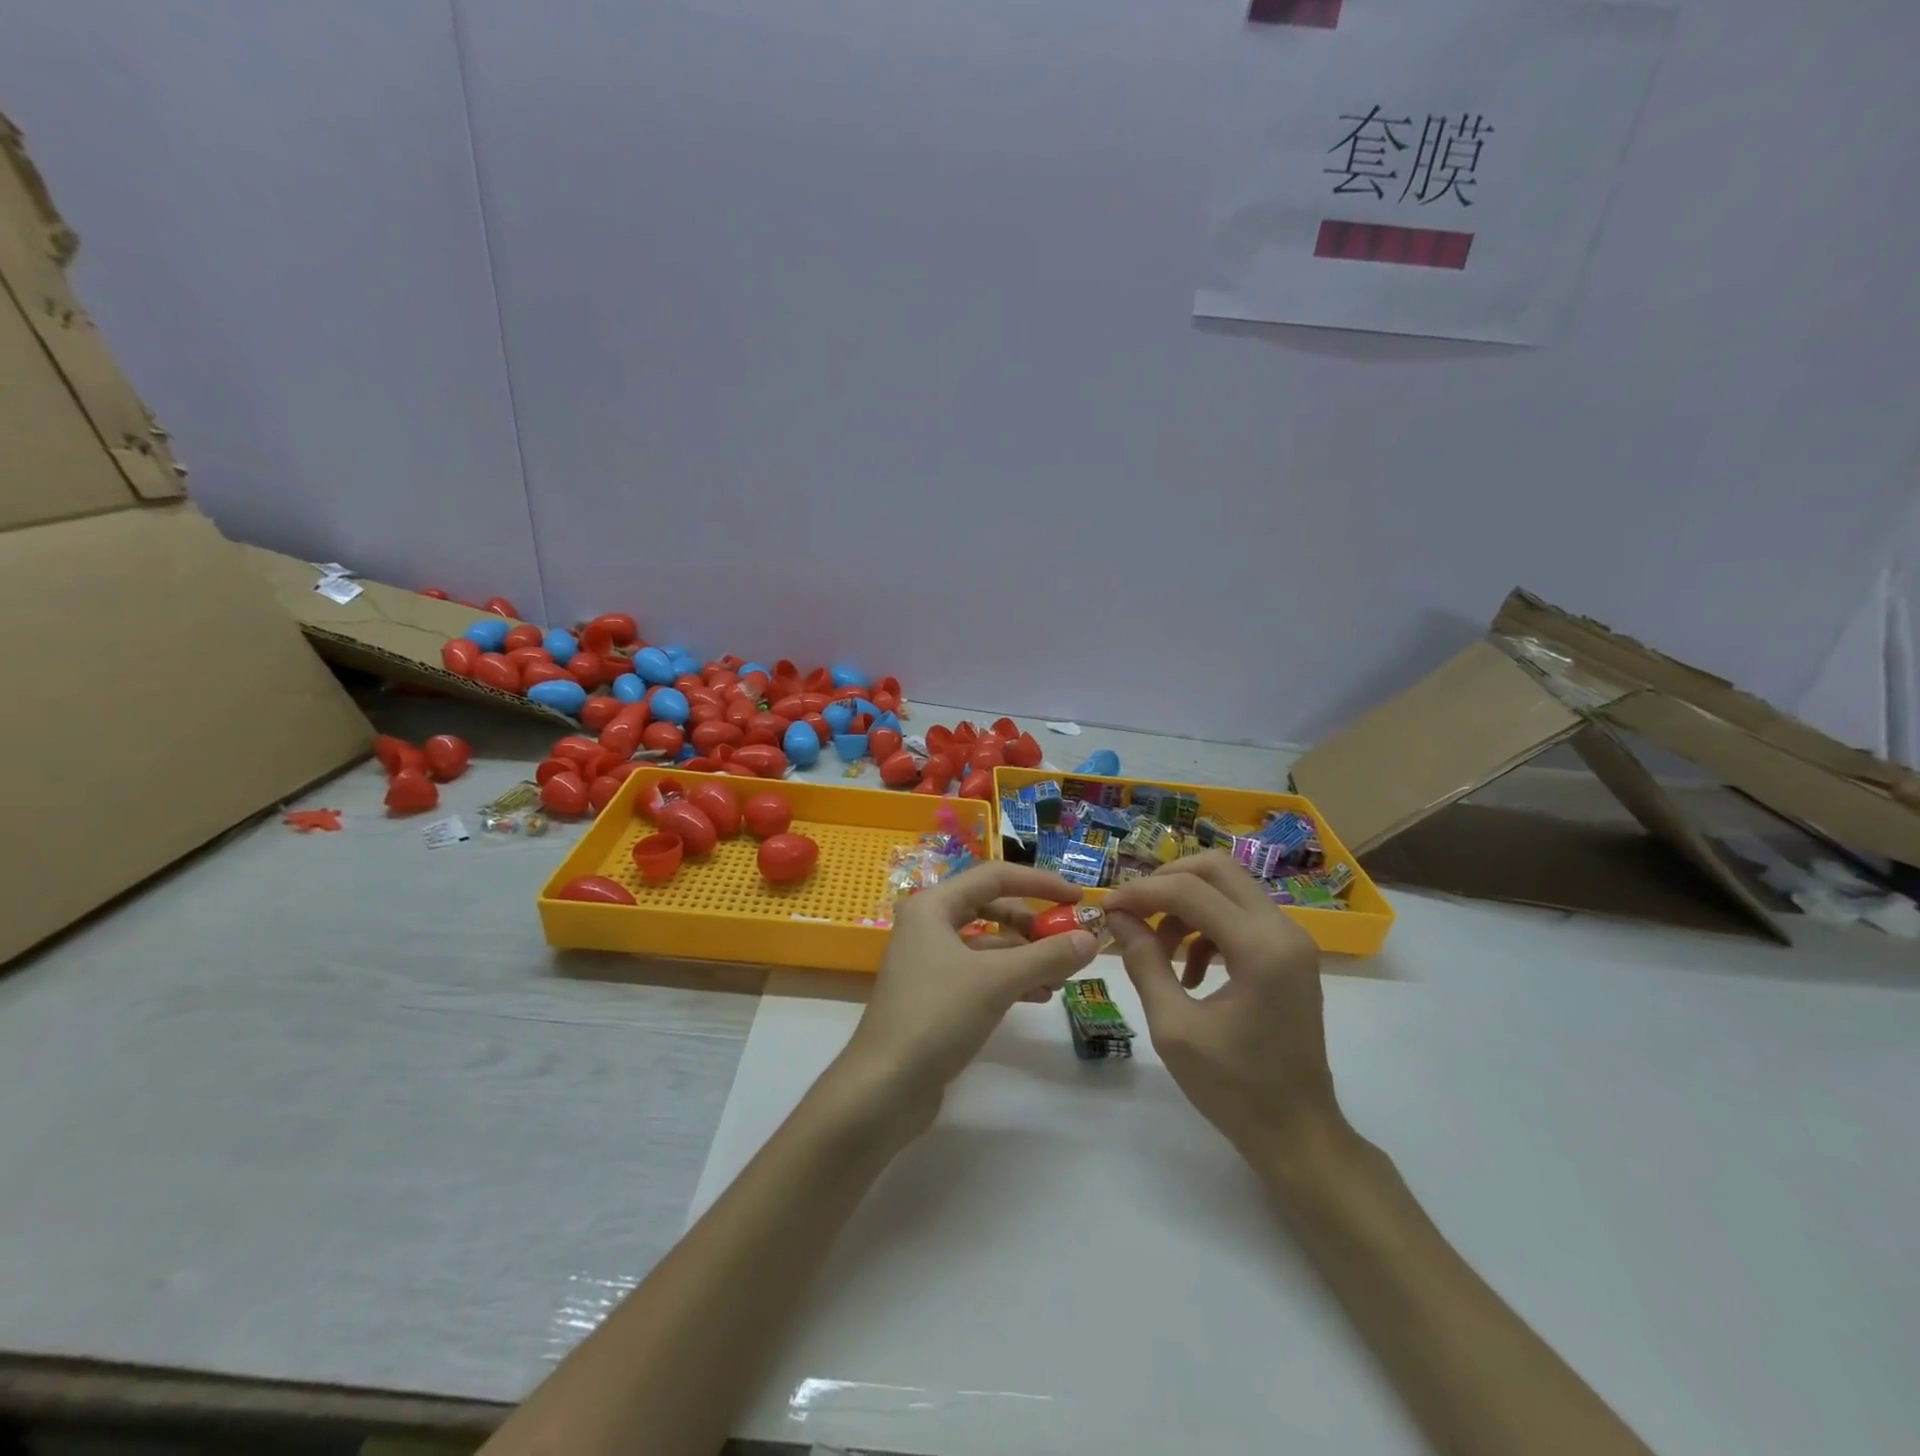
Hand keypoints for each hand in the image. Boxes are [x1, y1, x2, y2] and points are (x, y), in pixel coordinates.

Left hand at [837, 862, 1100, 1131]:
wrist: (885, 1086)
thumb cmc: (937, 1016)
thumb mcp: (998, 980)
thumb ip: (1047, 956)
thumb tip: (1091, 937)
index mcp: (933, 906)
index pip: (995, 877)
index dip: (1039, 882)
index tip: (1077, 897)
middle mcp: (928, 925)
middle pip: (991, 908)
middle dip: (1032, 924)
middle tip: (1069, 939)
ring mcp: (928, 961)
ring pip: (987, 945)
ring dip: (1026, 955)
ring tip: (1062, 976)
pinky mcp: (934, 995)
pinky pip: (980, 973)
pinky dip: (1010, 979)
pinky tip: (1039, 996)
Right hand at [1104, 852, 1342, 1164]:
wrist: (1299, 1135)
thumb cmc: (1234, 1089)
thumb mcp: (1174, 1027)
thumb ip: (1144, 962)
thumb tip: (1117, 915)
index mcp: (1260, 948)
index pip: (1190, 890)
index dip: (1141, 892)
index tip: (1106, 907)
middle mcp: (1284, 930)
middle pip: (1217, 869)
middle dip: (1166, 881)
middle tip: (1132, 910)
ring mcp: (1292, 940)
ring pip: (1228, 888)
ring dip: (1185, 905)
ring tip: (1155, 949)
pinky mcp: (1290, 954)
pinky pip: (1240, 915)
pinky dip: (1206, 926)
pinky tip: (1187, 969)